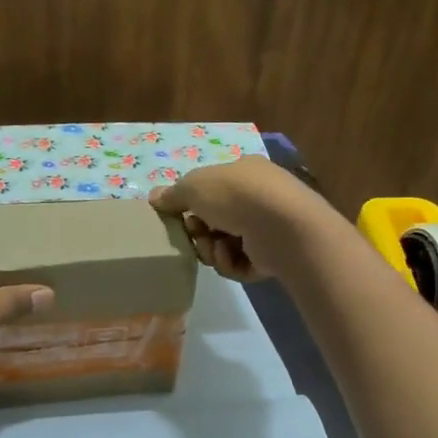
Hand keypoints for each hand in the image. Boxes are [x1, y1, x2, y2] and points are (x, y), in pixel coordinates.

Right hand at [149, 155, 330, 281]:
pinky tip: (231, 256)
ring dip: (212, 249)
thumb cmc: (236, 196)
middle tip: (195, 235)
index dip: (191, 203)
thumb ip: (173, 194)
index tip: (176, 215)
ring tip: (215, 248)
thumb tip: (155, 197)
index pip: (212, 188)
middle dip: (200, 231)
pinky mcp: (271, 256)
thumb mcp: (195, 186)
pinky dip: (229, 262)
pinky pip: (239, 264)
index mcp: (243, 173)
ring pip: (224, 245)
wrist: (282, 226)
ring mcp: (267, 228)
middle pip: (215, 220)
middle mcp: (258, 198)